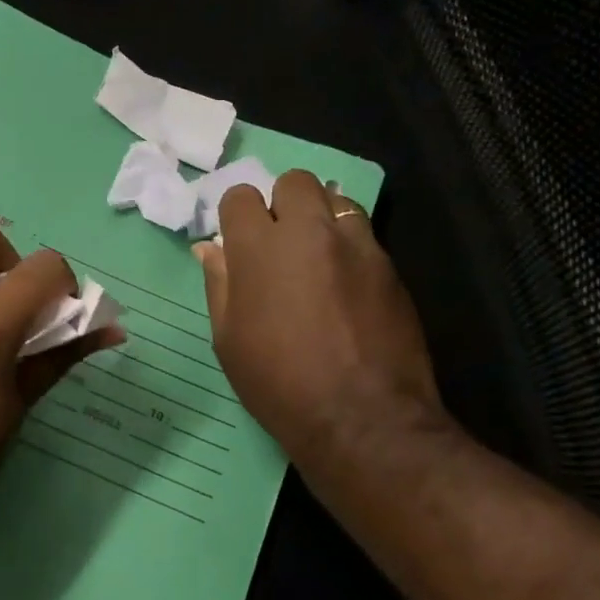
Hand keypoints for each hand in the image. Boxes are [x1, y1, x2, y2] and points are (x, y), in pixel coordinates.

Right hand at [194, 171, 448, 466]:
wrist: (360, 416)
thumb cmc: (278, 383)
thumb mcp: (229, 340)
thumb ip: (220, 285)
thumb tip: (209, 249)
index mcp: (259, 250)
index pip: (241, 197)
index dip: (236, 216)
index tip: (238, 243)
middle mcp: (309, 233)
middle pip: (294, 182)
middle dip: (281, 203)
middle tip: (278, 244)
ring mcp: (356, 245)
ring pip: (335, 200)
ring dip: (319, 218)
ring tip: (315, 257)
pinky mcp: (390, 266)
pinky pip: (363, 234)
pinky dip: (348, 245)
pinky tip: (345, 283)